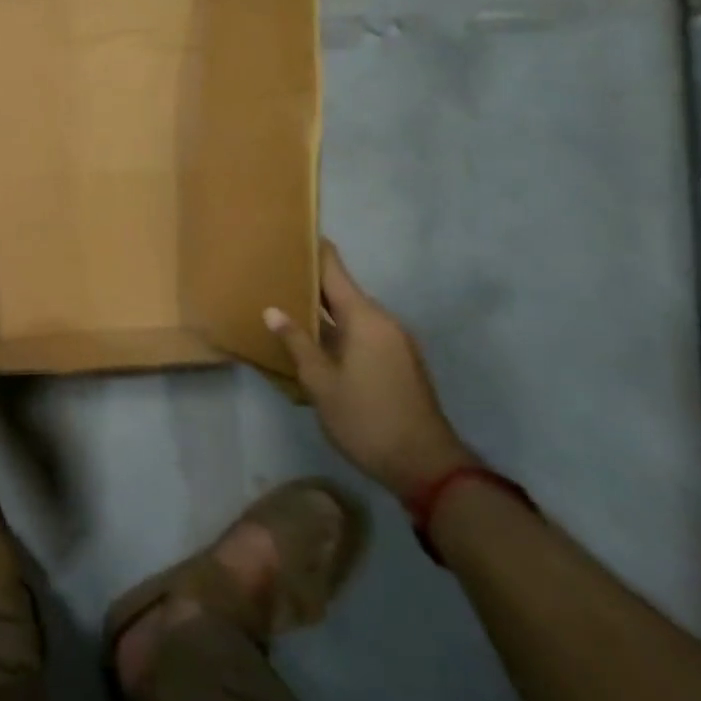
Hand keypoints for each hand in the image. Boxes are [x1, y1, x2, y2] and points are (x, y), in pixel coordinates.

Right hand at [265, 241, 474, 496]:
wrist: (427, 467)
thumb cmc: (367, 419)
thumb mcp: (321, 383)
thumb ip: (297, 343)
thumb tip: (273, 310)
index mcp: (365, 319)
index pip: (335, 271)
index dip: (314, 250)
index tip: (290, 233)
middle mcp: (384, 322)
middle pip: (342, 291)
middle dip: (309, 283)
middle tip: (273, 274)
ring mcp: (395, 343)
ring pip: (351, 315)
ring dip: (322, 311)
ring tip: (285, 307)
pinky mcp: (398, 363)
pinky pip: (362, 334)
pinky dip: (337, 331)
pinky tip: (312, 342)